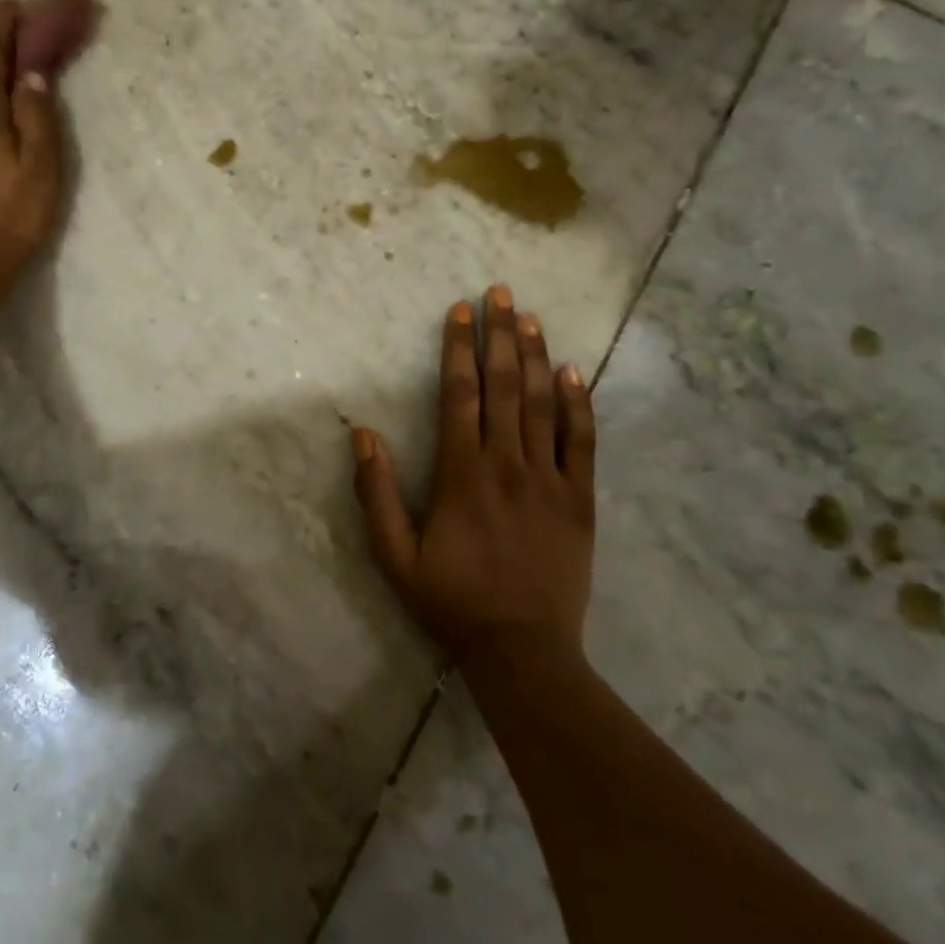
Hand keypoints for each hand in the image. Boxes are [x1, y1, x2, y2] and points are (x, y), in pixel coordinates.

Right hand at [351, 286, 596, 665]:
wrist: (523, 650)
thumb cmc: (452, 599)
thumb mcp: (394, 554)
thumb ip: (376, 492)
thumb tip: (362, 433)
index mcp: (462, 472)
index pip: (460, 393)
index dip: (459, 348)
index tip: (461, 310)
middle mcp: (507, 463)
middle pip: (505, 385)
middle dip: (500, 334)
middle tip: (500, 292)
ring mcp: (549, 479)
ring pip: (543, 403)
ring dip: (536, 356)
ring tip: (530, 317)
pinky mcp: (579, 499)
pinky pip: (582, 442)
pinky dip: (579, 404)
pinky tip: (575, 371)